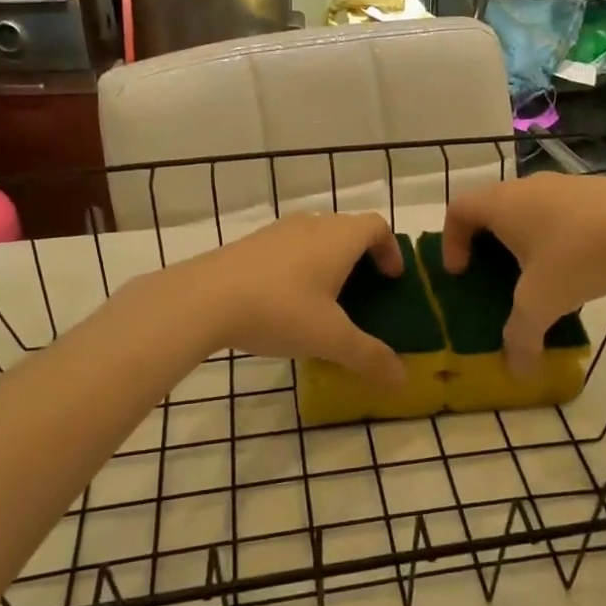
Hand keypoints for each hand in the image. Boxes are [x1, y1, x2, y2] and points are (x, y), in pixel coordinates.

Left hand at [171, 212, 407, 387]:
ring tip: (324, 299)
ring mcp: (276, 232)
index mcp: (338, 238)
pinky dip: (298, 266)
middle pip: (346, 229)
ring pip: (314, 237)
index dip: (390, 249)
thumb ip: (369, 357)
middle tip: (364, 291)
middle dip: (361, 256)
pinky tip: (285, 302)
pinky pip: (286, 248)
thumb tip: (403, 380)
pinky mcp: (248, 245)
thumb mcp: (330, 339)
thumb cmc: (280, 310)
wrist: (202, 299)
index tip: (392, 278)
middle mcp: (310, 225)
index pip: (376, 226)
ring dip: (327, 261)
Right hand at [442, 174, 605, 373]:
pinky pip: (561, 211)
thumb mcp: (542, 303)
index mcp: (501, 204)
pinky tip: (579, 264)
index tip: (461, 272)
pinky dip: (557, 235)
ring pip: (529, 208)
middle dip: (487, 243)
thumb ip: (521, 337)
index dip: (451, 240)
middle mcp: (527, 186)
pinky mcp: (596, 189)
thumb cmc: (577, 255)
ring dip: (525, 239)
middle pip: (492, 207)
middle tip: (496, 275)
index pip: (458, 209)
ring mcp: (564, 183)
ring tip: (540, 275)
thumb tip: (517, 373)